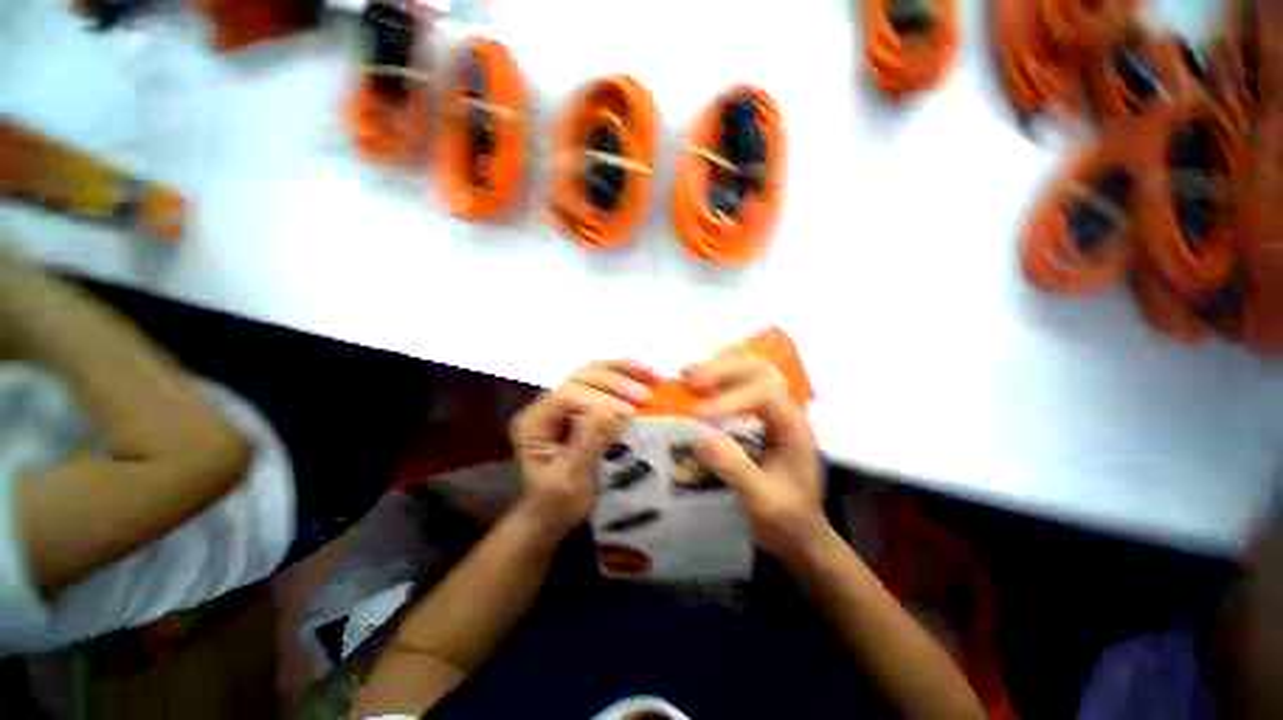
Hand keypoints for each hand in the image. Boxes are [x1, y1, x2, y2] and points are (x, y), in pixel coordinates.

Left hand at [510, 360, 653, 537]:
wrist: (552, 512)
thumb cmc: (558, 503)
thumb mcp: (571, 481)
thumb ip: (587, 446)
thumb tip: (610, 413)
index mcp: (534, 423)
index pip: (565, 396)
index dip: (599, 400)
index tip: (629, 414)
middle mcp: (545, 405)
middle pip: (580, 378)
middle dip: (614, 383)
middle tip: (644, 397)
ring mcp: (563, 402)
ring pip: (592, 372)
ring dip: (622, 370)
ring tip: (650, 373)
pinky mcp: (580, 404)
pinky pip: (601, 381)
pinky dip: (623, 374)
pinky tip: (644, 373)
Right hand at [684, 353, 825, 561]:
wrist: (799, 532)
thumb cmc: (786, 519)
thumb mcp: (762, 501)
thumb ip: (734, 467)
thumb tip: (697, 433)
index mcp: (794, 428)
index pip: (766, 396)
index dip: (731, 399)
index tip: (700, 413)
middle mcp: (785, 411)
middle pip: (758, 372)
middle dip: (722, 370)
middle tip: (688, 377)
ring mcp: (772, 411)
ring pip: (748, 372)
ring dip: (717, 368)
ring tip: (686, 374)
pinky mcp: (757, 416)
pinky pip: (738, 385)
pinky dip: (716, 379)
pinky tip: (697, 384)